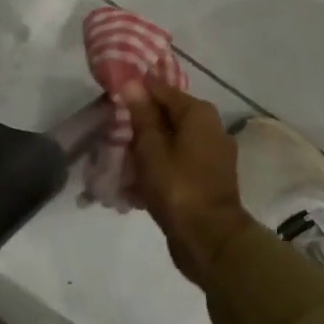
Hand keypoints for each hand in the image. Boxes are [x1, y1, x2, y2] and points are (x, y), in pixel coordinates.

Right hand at [122, 78, 252, 283]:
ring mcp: (213, 154)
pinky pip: (179, 163)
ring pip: (172, 141)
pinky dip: (160, 168)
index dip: (135, 92)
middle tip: (112, 135)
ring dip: (147, 150)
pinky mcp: (209, 178)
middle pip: (168, 116)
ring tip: (120, 162)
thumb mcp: (151, 148)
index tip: (111, 100)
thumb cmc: (177, 187)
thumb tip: (132, 83)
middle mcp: (211, 127)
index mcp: (198, 113)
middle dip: (140, 125)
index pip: (161, 89)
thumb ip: (142, 114)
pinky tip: (136, 183)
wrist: (210, 239)